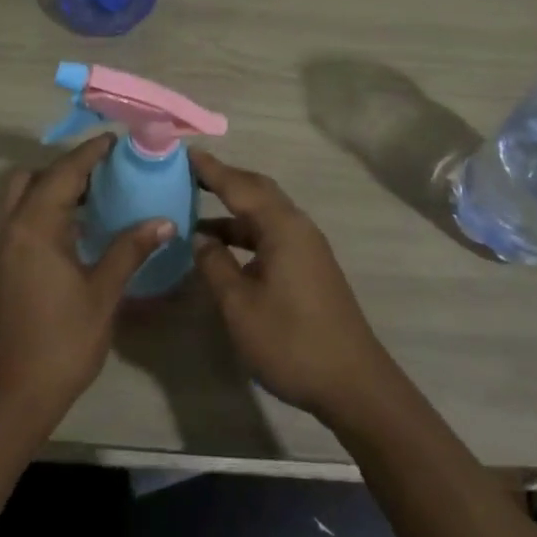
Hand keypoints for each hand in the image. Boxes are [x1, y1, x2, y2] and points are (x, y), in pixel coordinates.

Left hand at [0, 134, 171, 434]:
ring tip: (89, 199)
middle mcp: (7, 228)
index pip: (64, 174)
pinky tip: (68, 232)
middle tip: (102, 174)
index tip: (114, 140)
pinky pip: (13, 219)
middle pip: (32, 177)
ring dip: (48, 188)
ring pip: (17, 197)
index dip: (90, 154)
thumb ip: (130, 250)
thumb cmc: (61, 343)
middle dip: (65, 168)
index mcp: (34, 228)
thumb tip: (163, 220)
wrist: (9, 397)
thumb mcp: (102, 294)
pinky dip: (37, 210)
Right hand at [191, 150, 399, 421]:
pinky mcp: (310, 267)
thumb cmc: (291, 341)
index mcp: (282, 227)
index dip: (210, 169)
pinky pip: (272, 233)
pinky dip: (246, 232)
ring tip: (196, 212)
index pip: (239, 185)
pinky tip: (224, 249)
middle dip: (224, 180)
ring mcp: (307, 247)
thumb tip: (200, 239)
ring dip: (233, 210)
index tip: (184, 153)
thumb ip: (216, 265)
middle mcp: (298, 227)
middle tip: (188, 175)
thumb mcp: (240, 306)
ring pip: (265, 214)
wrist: (353, 383)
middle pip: (257, 191)